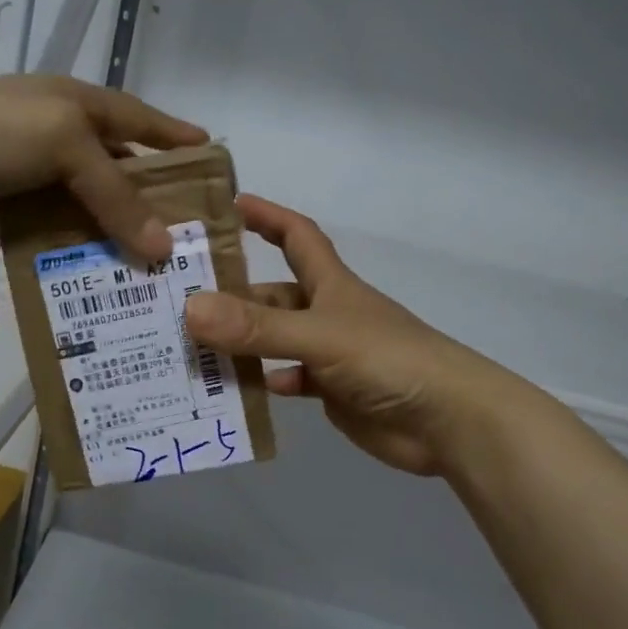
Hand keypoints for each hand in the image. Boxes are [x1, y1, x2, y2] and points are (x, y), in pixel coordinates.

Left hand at [0, 74, 206, 264]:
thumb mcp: (65, 147)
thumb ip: (115, 196)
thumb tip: (162, 249)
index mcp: (82, 105)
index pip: (144, 120)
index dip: (178, 140)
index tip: (214, 164)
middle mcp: (62, 132)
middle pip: (119, 169)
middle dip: (150, 202)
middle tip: (184, 242)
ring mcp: (31, 166)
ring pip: (86, 203)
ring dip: (111, 233)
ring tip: (145, 272)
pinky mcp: (4, 198)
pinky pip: (51, 225)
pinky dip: (70, 246)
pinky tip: (90, 275)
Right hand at [184, 195, 529, 475]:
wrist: (447, 421)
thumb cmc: (389, 359)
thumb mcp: (319, 336)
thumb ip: (257, 327)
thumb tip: (190, 310)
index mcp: (331, 285)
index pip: (297, 236)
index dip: (267, 217)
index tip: (229, 207)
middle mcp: (328, 313)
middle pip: (274, 296)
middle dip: (234, 295)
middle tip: (181, 303)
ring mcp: (331, 354)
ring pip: (275, 341)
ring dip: (241, 345)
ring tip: (192, 350)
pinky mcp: (333, 392)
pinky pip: (288, 381)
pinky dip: (265, 384)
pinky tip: (236, 391)